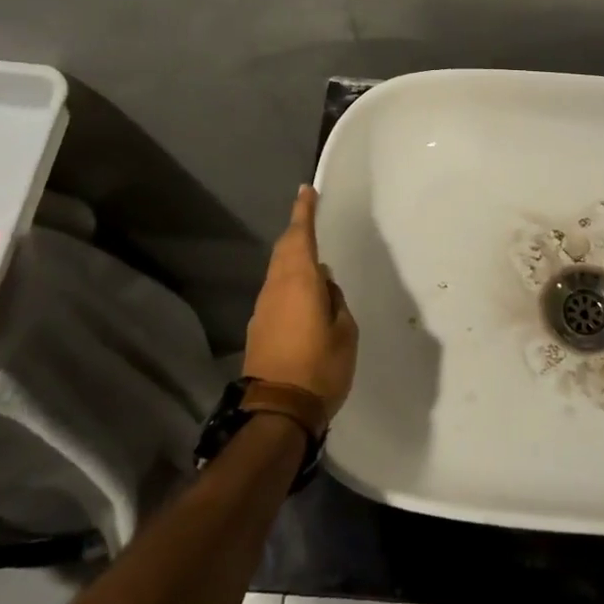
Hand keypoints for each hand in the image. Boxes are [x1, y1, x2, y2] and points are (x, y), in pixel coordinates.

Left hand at [244, 186, 358, 424]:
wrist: (277, 412)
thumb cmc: (320, 367)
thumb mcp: (345, 332)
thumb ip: (335, 301)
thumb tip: (324, 284)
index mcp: (300, 281)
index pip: (300, 236)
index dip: (304, 212)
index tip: (307, 190)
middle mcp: (276, 288)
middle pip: (284, 250)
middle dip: (296, 231)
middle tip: (309, 218)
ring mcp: (263, 308)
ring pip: (277, 271)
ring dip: (292, 258)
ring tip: (312, 258)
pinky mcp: (258, 328)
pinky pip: (276, 292)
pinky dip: (289, 282)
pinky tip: (303, 295)